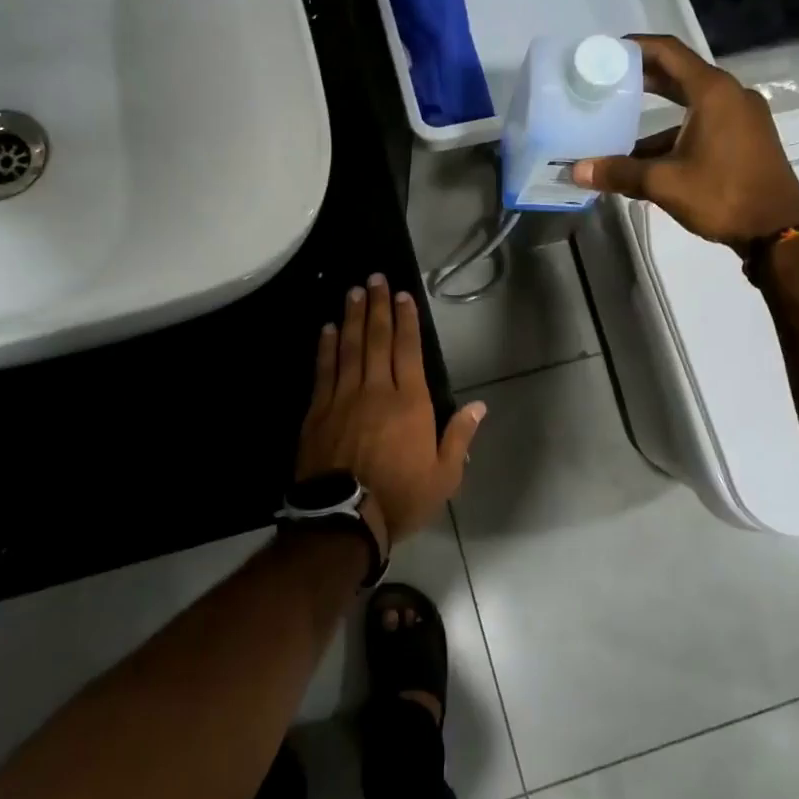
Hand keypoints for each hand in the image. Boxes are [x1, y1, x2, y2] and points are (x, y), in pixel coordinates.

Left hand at [295, 274, 486, 548]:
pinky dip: (326, 348)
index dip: (407, 320)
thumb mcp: (444, 476)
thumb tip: (479, 406)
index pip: (409, 351)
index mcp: (411, 403)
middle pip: (378, 340)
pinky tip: (328, 329)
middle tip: (375, 278)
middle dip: (378, 307)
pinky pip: (324, 371)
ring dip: (352, 318)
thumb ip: (460, 437)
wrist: (344, 520)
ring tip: (354, 292)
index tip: (403, 295)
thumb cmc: (401, 498)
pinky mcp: (318, 411)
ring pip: (350, 348)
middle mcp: (377, 391)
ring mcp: (344, 398)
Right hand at [571, 34, 798, 251]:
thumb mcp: (664, 183)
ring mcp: (742, 116)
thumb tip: (577, 171)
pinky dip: (674, 134)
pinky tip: (646, 159)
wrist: (776, 230)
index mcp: (713, 92)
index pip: (669, 52)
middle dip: (642, 79)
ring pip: (690, 105)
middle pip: (679, 76)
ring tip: (617, 127)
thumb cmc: (722, 195)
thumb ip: (619, 172)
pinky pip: (703, 124)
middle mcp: (730, 95)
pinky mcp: (745, 138)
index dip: (636, 47)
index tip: (607, 52)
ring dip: (655, 116)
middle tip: (606, 83)